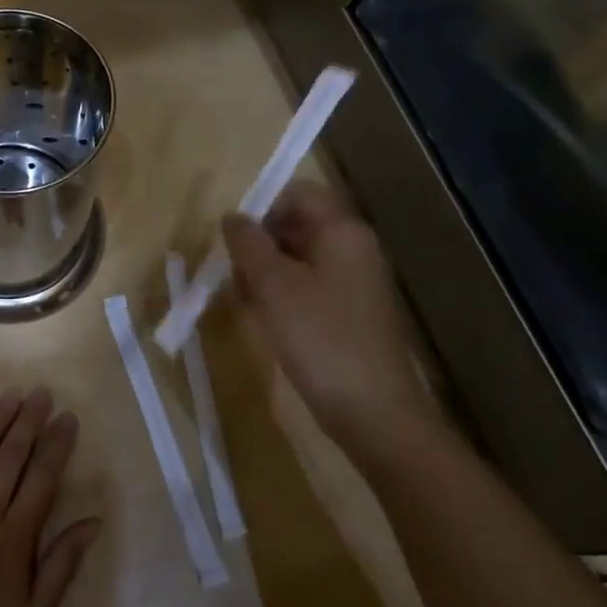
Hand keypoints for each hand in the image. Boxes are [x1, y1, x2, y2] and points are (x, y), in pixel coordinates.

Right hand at [222, 180, 434, 440]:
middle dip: (259, 244)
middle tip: (233, 274)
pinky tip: (264, 319)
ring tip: (244, 300)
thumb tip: (233, 217)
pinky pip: (309, 287)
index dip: (262, 209)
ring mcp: (355, 283)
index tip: (235, 240)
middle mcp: (354, 249)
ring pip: (299, 259)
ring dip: (266, 272)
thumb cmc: (320, 338)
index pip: (298, 195)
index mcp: (342, 232)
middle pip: (298, 226)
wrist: (373, 412)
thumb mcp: (273, 285)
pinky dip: (283, 295)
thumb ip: (248, 243)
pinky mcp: (350, 314)